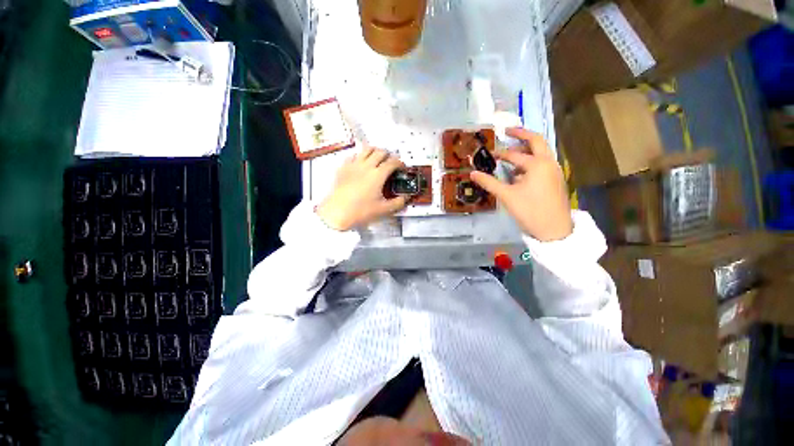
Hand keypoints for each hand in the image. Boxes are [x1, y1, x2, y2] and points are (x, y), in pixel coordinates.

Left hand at [316, 145, 407, 230]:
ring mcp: (353, 165)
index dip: (400, 163)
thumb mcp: (384, 210)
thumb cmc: (361, 211)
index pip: (393, 162)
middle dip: (389, 155)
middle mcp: (367, 166)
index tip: (402, 168)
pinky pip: (353, 155)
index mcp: (378, 175)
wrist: (337, 213)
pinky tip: (361, 164)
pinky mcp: (343, 167)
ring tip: (377, 159)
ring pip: (366, 149)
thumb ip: (398, 203)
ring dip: (375, 151)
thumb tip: (405, 198)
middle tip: (391, 163)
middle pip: (380, 152)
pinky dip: (360, 156)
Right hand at [470, 128, 572, 241]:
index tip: (488, 153)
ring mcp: (554, 171)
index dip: (499, 153)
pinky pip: (543, 164)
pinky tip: (520, 173)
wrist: (554, 230)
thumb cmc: (530, 210)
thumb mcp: (506, 196)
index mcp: (537, 164)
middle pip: (536, 141)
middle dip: (522, 135)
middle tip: (508, 131)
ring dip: (527, 150)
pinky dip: (531, 162)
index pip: (514, 154)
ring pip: (541, 153)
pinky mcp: (555, 180)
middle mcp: (549, 163)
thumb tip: (472, 173)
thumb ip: (489, 182)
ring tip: (512, 153)